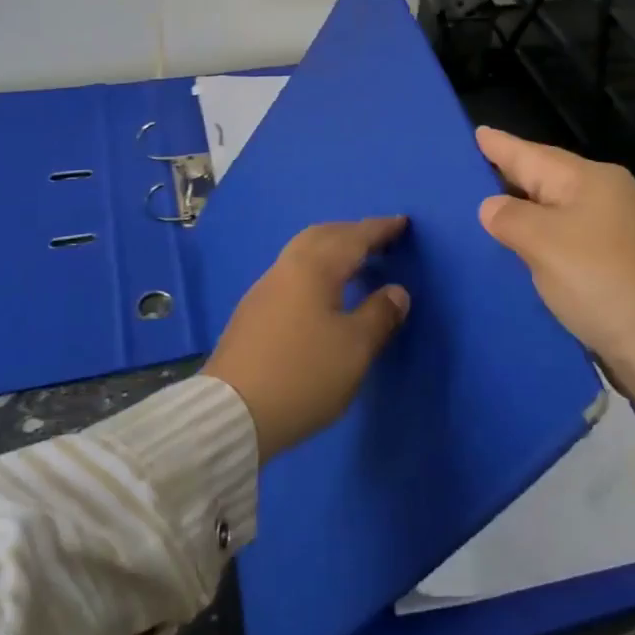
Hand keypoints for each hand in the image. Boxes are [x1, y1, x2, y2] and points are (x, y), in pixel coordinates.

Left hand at [203, 217, 410, 461]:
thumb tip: (396, 291)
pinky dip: (315, 269)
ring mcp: (264, 289)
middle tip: (378, 239)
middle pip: (322, 236)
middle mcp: (287, 268)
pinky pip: (292, 273)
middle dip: (352, 232)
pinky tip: (321, 291)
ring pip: (303, 253)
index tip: (402, 222)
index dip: (380, 229)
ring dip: (331, 249)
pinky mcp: (252, 312)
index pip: (353, 238)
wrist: (231, 412)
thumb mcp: (354, 348)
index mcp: (314, 268)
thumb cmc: (303, 374)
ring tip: (353, 262)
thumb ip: (379, 315)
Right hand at [475, 127, 634, 419]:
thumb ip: (510, 218)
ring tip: (487, 208)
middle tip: (471, 171)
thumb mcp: (545, 244)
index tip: (475, 131)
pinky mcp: (621, 265)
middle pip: (547, 179)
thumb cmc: (603, 280)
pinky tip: (523, 249)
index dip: (501, 145)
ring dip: (525, 210)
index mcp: (591, 180)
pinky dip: (542, 240)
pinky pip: (568, 239)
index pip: (532, 155)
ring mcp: (619, 232)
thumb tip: (492, 206)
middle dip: (511, 175)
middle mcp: (608, 197)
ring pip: (557, 211)